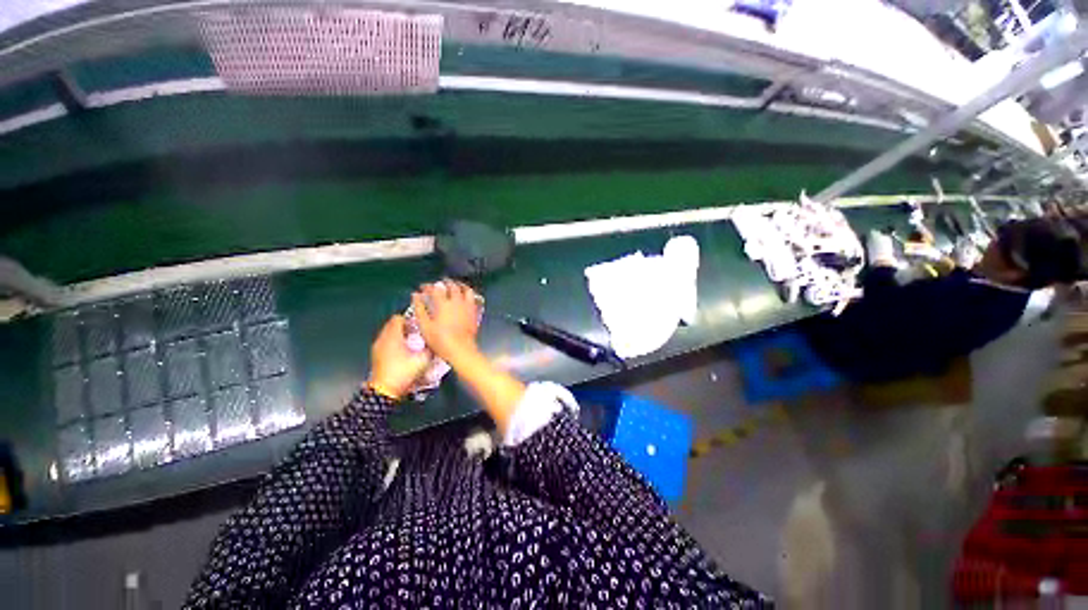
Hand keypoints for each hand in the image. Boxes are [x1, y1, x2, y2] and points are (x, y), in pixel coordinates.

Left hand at [367, 315, 430, 399]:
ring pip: (388, 336)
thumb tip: (433, 345)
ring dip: (398, 339)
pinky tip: (400, 358)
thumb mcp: (421, 362)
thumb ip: (429, 350)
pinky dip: (392, 347)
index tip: (417, 330)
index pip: (398, 318)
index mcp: (392, 335)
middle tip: (415, 339)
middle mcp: (382, 337)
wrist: (384, 390)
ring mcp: (377, 347)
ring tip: (408, 349)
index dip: (409, 321)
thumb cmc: (402, 373)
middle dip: (404, 330)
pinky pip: (384, 345)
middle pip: (392, 326)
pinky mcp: (375, 356)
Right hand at [412, 280, 480, 362]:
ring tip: (453, 286)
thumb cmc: (440, 340)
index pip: (435, 288)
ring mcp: (467, 306)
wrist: (461, 351)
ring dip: (458, 285)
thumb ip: (419, 309)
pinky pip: (473, 298)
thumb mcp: (425, 327)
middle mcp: (456, 301)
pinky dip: (468, 293)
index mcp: (443, 304)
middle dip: (443, 283)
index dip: (427, 286)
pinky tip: (464, 297)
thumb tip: (415, 296)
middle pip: (451, 286)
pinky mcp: (474, 313)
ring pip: (465, 289)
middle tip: (438, 284)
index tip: (422, 288)